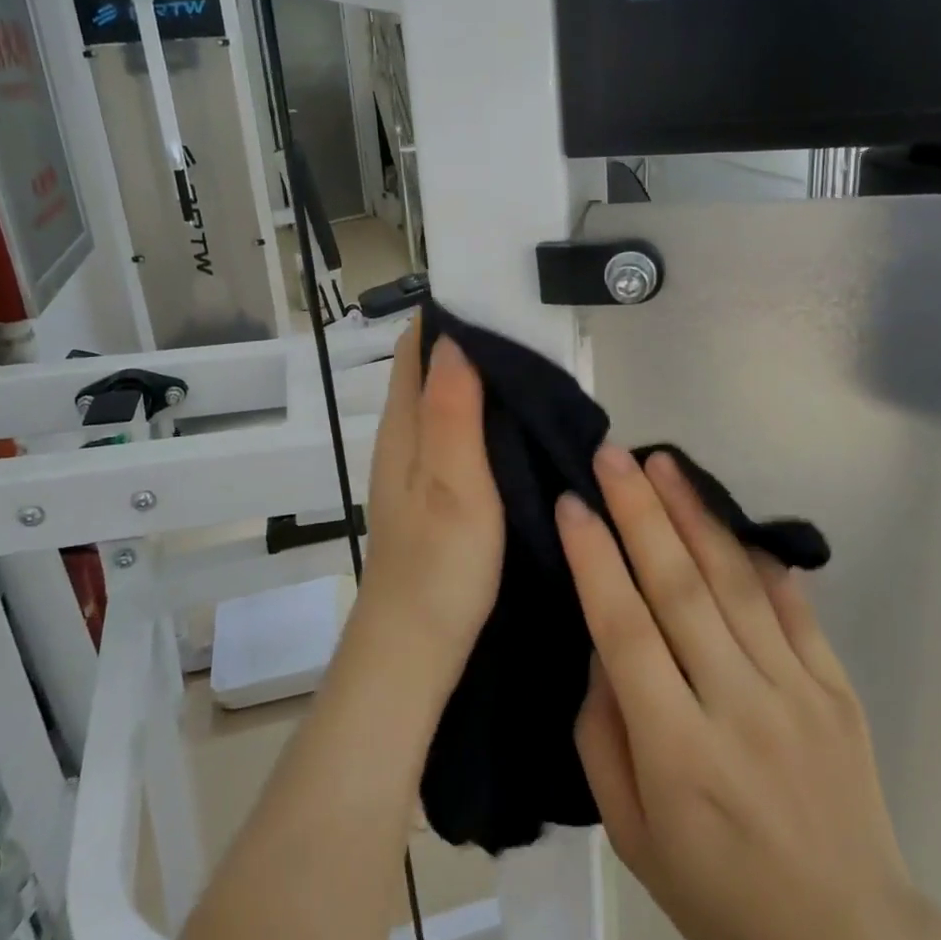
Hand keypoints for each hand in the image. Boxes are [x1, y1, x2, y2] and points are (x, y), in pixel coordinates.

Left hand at [353, 326, 503, 683]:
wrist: (416, 647)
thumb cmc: (439, 565)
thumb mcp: (452, 482)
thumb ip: (450, 411)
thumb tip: (452, 338)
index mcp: (405, 427)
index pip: (416, 348)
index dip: (448, 315)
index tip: (495, 292)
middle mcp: (405, 438)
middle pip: (431, 369)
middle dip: (471, 341)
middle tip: (531, 324)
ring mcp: (418, 467)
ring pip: (446, 401)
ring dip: (479, 378)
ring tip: (535, 363)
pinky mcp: (435, 493)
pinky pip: (458, 433)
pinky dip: (483, 414)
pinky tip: (518, 422)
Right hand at [559, 446, 920, 939]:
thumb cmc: (723, 898)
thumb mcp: (632, 837)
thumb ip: (603, 735)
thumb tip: (601, 646)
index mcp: (678, 752)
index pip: (625, 630)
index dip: (595, 559)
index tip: (571, 503)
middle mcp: (737, 707)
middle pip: (680, 588)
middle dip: (640, 512)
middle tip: (613, 455)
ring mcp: (796, 692)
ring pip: (736, 583)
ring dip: (695, 515)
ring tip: (664, 464)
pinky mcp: (837, 688)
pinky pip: (794, 608)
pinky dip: (760, 558)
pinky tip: (732, 519)